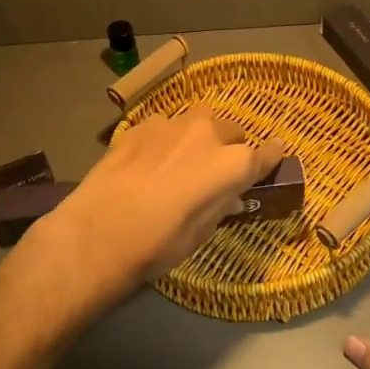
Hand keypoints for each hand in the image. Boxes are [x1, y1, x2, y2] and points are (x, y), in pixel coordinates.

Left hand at [19, 108, 287, 322]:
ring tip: (183, 163)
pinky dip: (168, 140)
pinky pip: (166, 127)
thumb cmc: (158, 245)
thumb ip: (221, 204)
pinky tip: (151, 162)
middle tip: (216, 173)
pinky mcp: (141, 126)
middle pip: (232, 132)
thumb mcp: (201, 233)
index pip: (267, 152)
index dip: (271, 157)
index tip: (272, 160)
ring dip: (199, 139)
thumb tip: (231, 195)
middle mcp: (208, 133)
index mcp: (233, 163)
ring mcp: (172, 124)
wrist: (97, 233)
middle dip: (231, 148)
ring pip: (199, 123)